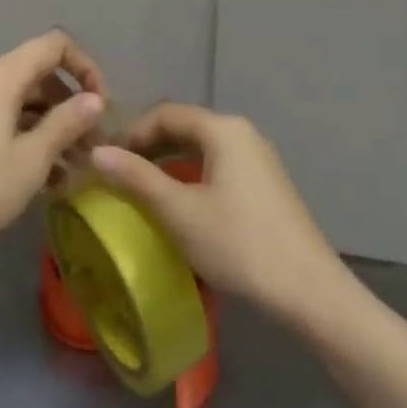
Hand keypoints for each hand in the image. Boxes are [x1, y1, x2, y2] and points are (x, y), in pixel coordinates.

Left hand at [0, 30, 107, 262]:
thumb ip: (66, 124)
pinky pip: (0, 119)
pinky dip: (25, 136)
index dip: (86, 67)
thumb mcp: (30, 160)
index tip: (102, 107)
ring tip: (72, 169)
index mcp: (2, 75)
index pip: (55, 45)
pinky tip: (41, 177)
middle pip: (38, 74)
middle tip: (92, 147)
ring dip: (49, 126)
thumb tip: (94, 99)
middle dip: (70, 105)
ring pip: (19, 101)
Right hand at [89, 104, 344, 325]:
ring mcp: (258, 158)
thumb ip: (136, 178)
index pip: (164, 114)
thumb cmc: (239, 245)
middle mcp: (242, 132)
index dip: (131, 132)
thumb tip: (95, 152)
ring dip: (168, 161)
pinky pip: (218, 165)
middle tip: (118, 172)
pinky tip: (180, 203)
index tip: (105, 159)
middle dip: (148, 146)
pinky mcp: (266, 184)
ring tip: (142, 188)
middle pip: (184, 126)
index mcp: (222, 129)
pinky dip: (191, 174)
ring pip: (201, 147)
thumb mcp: (179, 212)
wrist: (311, 293)